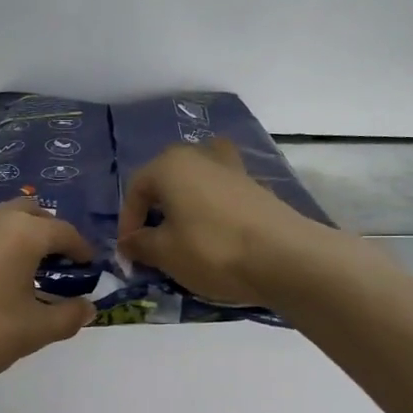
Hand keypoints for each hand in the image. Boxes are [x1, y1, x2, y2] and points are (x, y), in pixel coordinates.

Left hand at [0, 199, 97, 398]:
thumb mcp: (33, 332)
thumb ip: (67, 316)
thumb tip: (87, 307)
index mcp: (22, 232)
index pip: (65, 231)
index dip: (82, 251)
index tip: (89, 271)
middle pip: (32, 213)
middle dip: (50, 235)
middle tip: (57, 269)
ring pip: (1, 221)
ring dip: (19, 240)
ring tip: (24, 278)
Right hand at [118, 140, 329, 306]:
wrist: (284, 257)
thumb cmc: (212, 249)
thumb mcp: (165, 253)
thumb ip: (140, 244)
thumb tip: (129, 241)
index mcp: (170, 164)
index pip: (136, 189)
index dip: (128, 222)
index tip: (129, 252)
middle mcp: (200, 155)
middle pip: (168, 179)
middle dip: (157, 210)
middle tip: (154, 241)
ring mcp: (233, 168)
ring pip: (198, 183)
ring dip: (186, 206)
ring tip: (185, 234)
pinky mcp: (257, 187)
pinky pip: (223, 195)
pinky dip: (213, 212)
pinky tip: (217, 237)